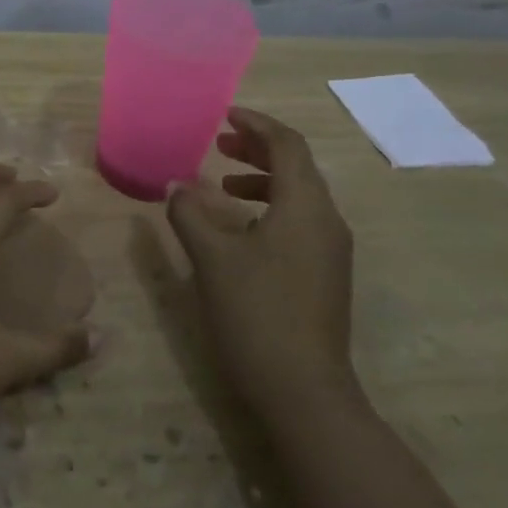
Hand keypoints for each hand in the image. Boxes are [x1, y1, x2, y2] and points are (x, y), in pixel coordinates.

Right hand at [165, 107, 358, 416]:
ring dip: (263, 180)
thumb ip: (190, 214)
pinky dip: (271, 209)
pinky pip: (301, 222)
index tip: (225, 114)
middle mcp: (327, 220)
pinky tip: (241, 230)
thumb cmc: (257, 313)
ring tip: (224, 184)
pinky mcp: (326, 275)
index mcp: (306, 206)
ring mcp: (331, 251)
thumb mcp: (213, 259)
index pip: (287, 145)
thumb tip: (177, 186)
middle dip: (259, 149)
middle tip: (222, 143)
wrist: (305, 393)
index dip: (256, 124)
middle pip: (297, 167)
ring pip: (300, 196)